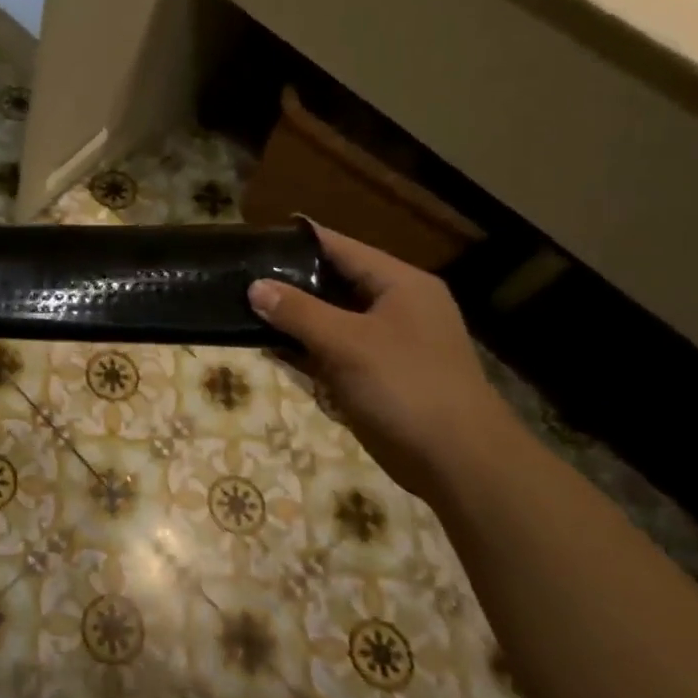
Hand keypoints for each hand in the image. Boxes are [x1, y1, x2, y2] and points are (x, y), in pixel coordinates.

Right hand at [249, 228, 521, 499]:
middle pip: (334, 282)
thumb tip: (255, 286)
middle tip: (240, 275)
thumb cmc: (406, 387)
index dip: (300, 240)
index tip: (257, 235)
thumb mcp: (347, 343)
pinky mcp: (375, 376)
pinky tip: (268, 346)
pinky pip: (332, 351)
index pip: (341, 248)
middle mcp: (394, 306)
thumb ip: (299, 312)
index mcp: (400, 284)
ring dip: (293, 317)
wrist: (457, 462)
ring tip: (243, 306)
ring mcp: (385, 343)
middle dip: (290, 281)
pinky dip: (304, 348)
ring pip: (330, 319)